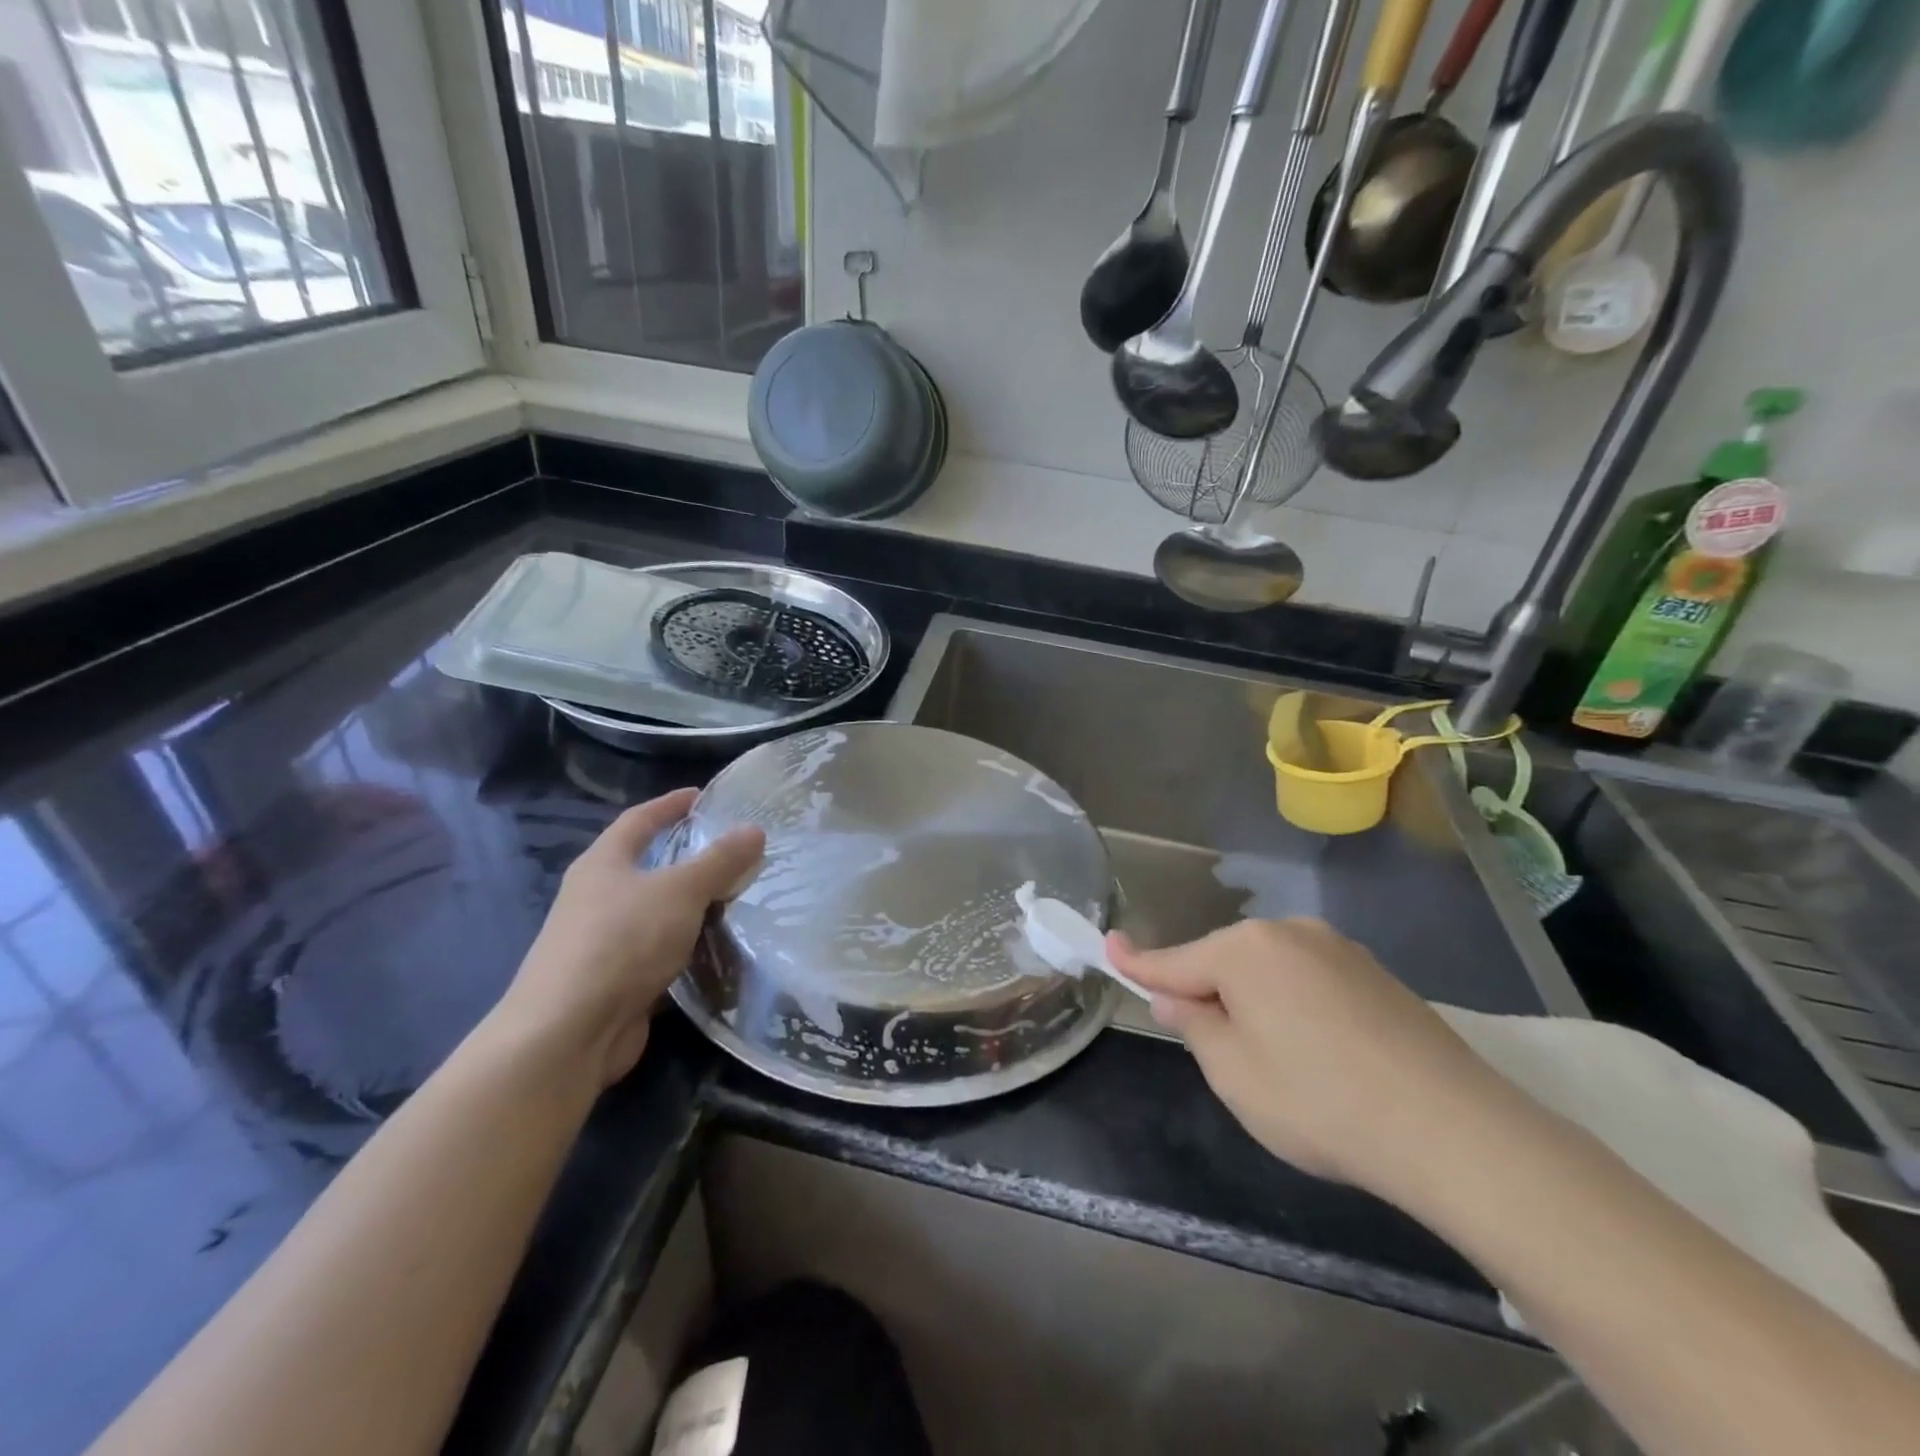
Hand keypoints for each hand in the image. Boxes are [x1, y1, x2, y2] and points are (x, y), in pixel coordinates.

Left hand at [492, 789, 763, 1088]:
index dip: (670, 805)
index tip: (703, 796)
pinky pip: (658, 951)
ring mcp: (602, 942)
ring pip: (654, 911)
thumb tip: (755, 829)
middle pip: (645, 865)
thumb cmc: (622, 942)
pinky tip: (715, 949)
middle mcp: (596, 897)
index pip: (638, 820)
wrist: (569, 1033)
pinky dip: (685, 946)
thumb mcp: (680, 891)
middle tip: (732, 850)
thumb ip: (719, 860)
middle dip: (686, 857)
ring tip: (735, 897)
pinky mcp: (614, 981)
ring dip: (689, 905)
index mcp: (603, 864)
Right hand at [1110, 919, 1508, 1194]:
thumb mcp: (1233, 1073)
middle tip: (1215, 1050)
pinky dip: (1295, 1007)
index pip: (1175, 960)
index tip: (1108, 944)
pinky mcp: (1376, 973)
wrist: (1453, 1130)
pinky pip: (1309, 981)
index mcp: (1244, 950)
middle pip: (1224, 961)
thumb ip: (1194, 1026)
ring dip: (1254, 1002)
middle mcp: (1288, 933)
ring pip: (1269, 971)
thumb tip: (1176, 997)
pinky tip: (1321, 1054)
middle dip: (1208, 994)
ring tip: (1277, 1063)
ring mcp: (1337, 949)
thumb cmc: (1319, 1100)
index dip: (1137, 961)